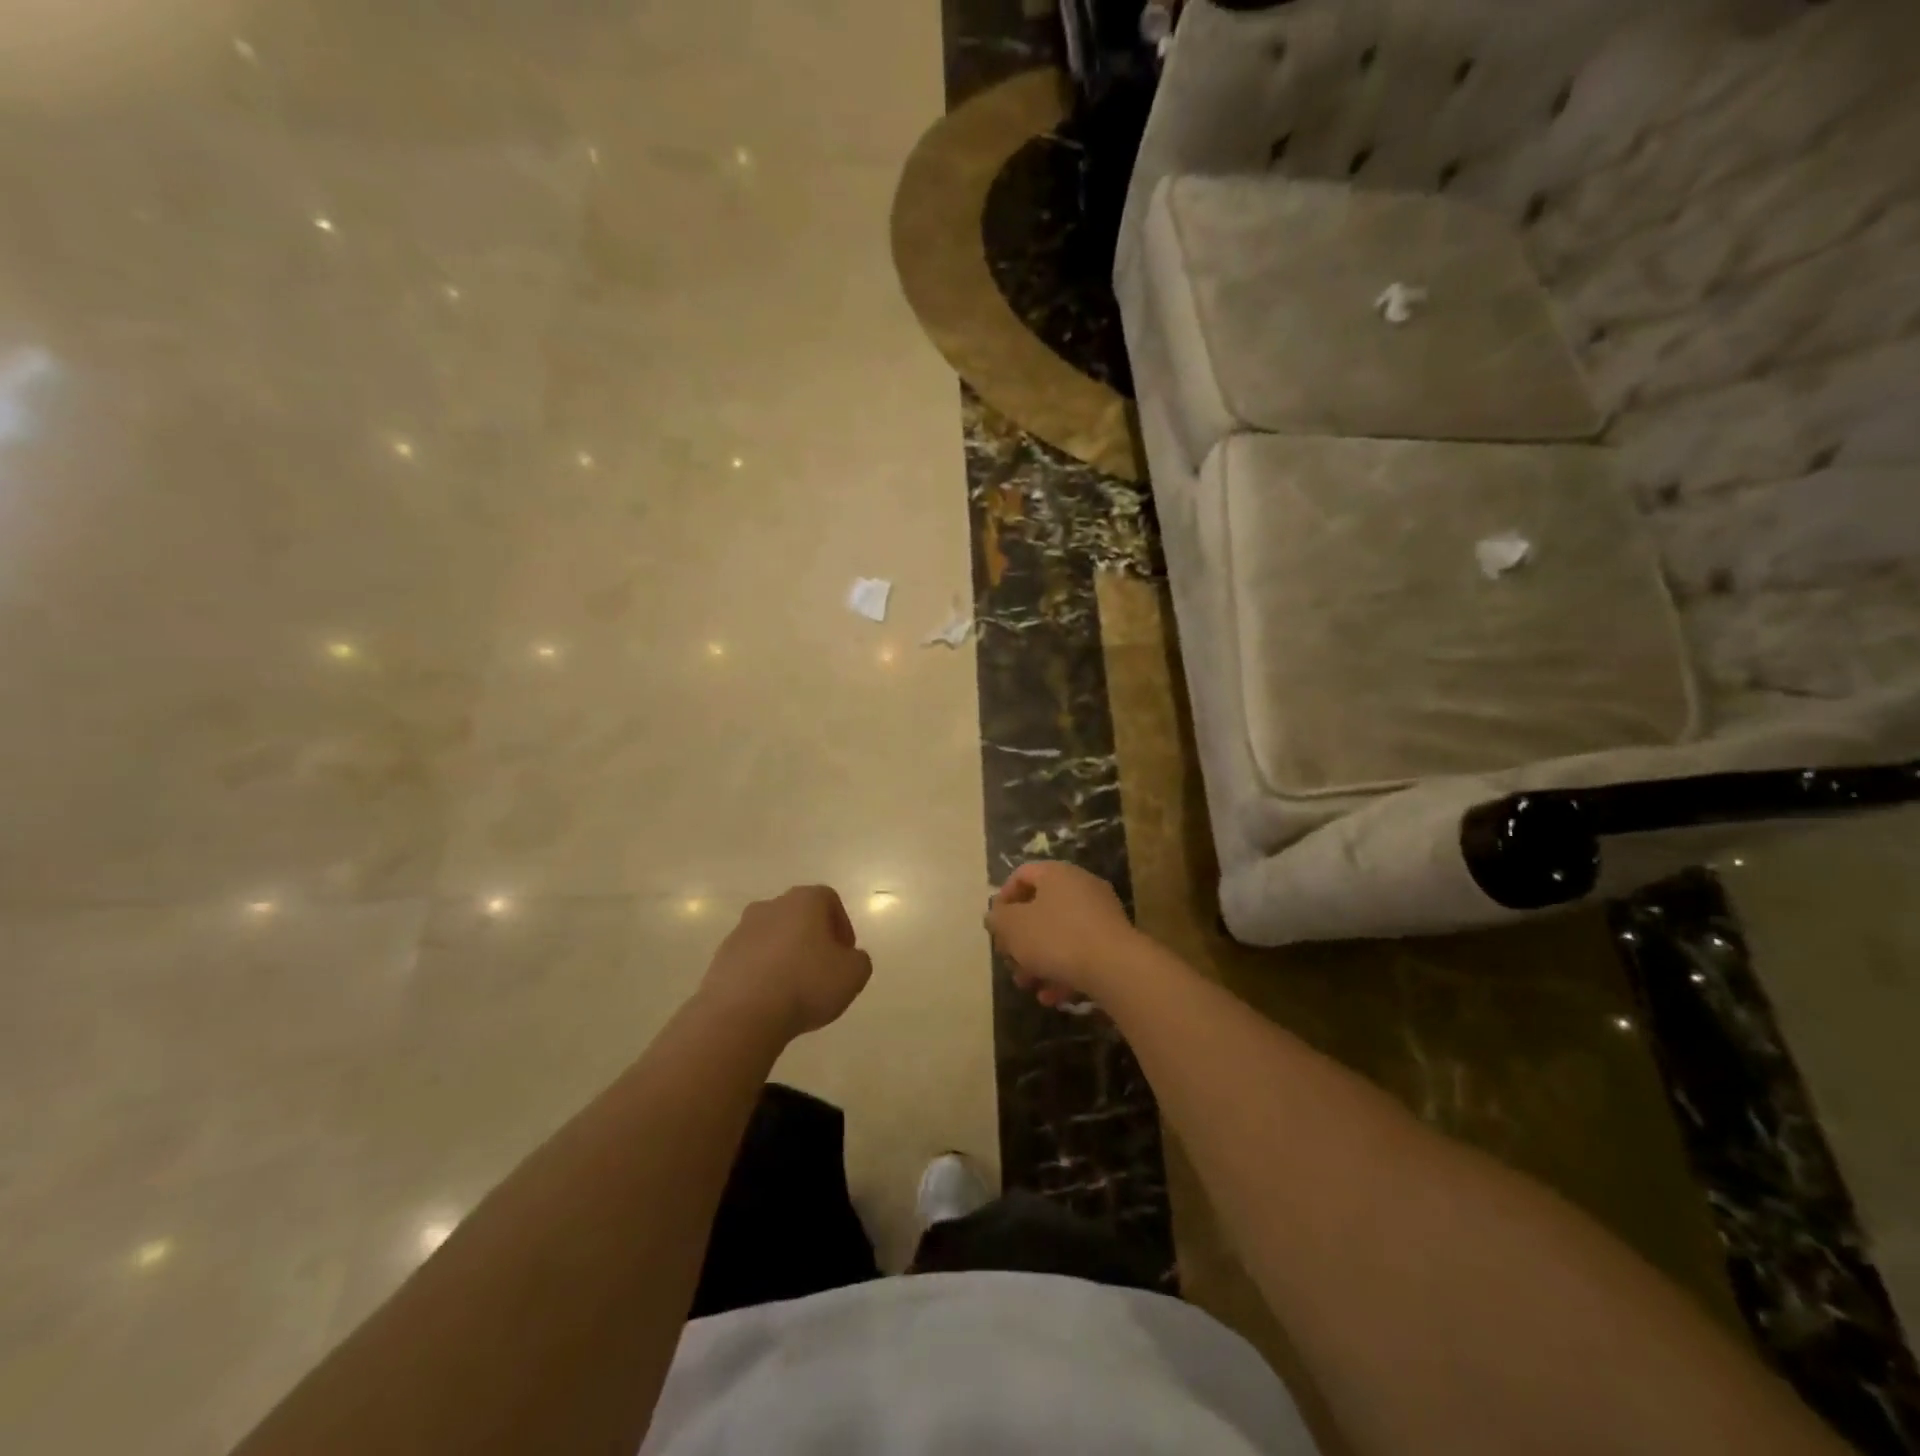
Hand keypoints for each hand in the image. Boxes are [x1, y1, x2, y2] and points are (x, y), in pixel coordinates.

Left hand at [700, 886, 872, 1040]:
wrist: (741, 1014)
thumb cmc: (806, 984)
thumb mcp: (854, 975)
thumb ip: (858, 960)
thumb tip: (848, 959)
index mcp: (804, 901)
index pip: (829, 900)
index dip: (842, 926)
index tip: (845, 954)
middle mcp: (771, 906)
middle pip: (798, 916)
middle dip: (812, 939)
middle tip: (822, 970)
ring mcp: (741, 930)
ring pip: (772, 937)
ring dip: (785, 956)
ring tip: (794, 990)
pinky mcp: (721, 957)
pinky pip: (751, 960)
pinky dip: (762, 973)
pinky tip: (769, 1000)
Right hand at [986, 861, 1142, 1005]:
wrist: (1116, 967)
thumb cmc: (1057, 938)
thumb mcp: (1013, 927)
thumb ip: (998, 919)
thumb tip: (996, 915)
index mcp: (1056, 874)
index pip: (1022, 875)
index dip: (1003, 899)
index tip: (995, 927)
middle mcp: (1080, 886)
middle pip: (1040, 908)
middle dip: (1020, 939)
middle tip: (1010, 961)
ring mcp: (1100, 913)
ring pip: (1059, 934)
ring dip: (1039, 960)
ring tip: (1029, 985)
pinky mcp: (1113, 941)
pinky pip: (1080, 951)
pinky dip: (1064, 970)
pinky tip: (1053, 997)